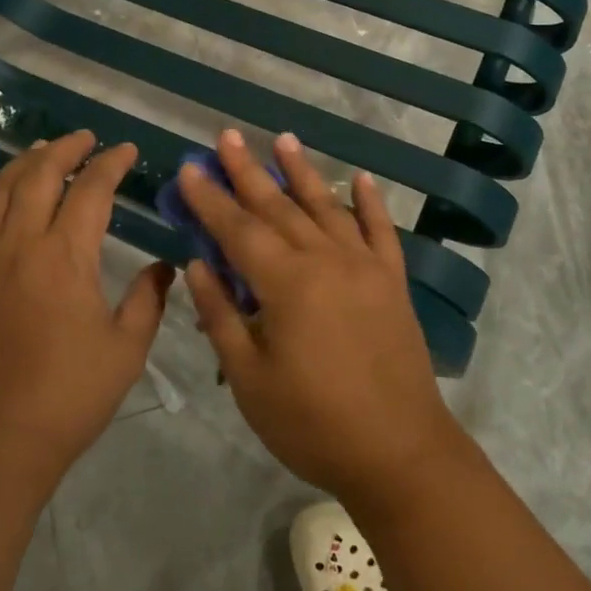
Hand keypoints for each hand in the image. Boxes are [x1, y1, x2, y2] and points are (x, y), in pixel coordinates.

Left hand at [0, 131, 172, 485]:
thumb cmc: (71, 393)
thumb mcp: (127, 348)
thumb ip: (148, 299)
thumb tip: (164, 267)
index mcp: (65, 256)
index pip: (90, 190)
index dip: (110, 164)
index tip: (126, 150)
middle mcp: (20, 245)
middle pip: (39, 176)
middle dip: (65, 149)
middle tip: (86, 139)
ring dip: (21, 164)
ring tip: (42, 151)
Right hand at [178, 130, 467, 500]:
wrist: (400, 453)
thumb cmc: (313, 423)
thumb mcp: (250, 379)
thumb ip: (222, 316)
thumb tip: (198, 264)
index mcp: (286, 283)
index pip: (238, 229)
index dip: (210, 199)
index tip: (190, 169)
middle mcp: (326, 260)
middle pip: (279, 207)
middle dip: (248, 170)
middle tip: (227, 136)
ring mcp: (364, 267)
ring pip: (327, 207)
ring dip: (302, 172)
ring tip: (284, 139)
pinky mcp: (392, 282)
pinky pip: (381, 230)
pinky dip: (370, 202)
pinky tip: (362, 179)